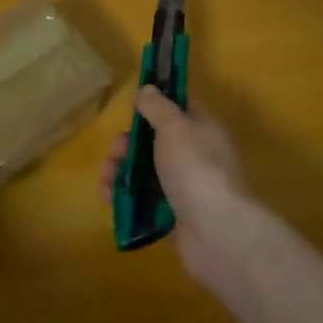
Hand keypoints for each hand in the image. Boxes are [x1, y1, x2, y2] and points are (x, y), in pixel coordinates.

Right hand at [98, 87, 255, 279]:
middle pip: (154, 142)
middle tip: (116, 150)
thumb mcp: (174, 126)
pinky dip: (124, 197)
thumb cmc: (195, 168)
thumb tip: (147, 89)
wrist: (216, 232)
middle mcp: (195, 156)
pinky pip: (143, 200)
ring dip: (120, 170)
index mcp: (202, 130)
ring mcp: (184, 188)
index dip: (155, 104)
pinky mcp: (172, 216)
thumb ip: (157, 106)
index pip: (179, 108)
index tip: (132, 107)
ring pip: (145, 171)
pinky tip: (109, 197)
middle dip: (128, 144)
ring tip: (106, 178)